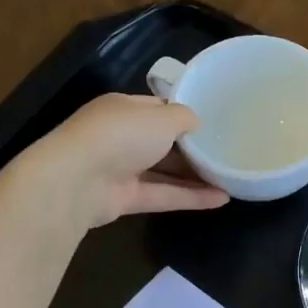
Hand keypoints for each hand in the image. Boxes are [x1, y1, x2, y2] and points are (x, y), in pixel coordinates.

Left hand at [21, 94, 228, 229]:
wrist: (76, 181)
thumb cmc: (120, 135)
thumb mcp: (160, 117)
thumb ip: (183, 118)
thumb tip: (196, 123)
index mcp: (124, 109)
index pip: (158, 108)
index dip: (185, 114)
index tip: (214, 121)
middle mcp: (121, 137)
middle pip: (163, 142)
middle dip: (193, 148)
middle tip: (227, 152)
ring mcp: (122, 169)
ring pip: (165, 171)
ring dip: (196, 176)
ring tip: (231, 178)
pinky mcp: (126, 199)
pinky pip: (164, 195)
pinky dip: (191, 197)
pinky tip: (222, 199)